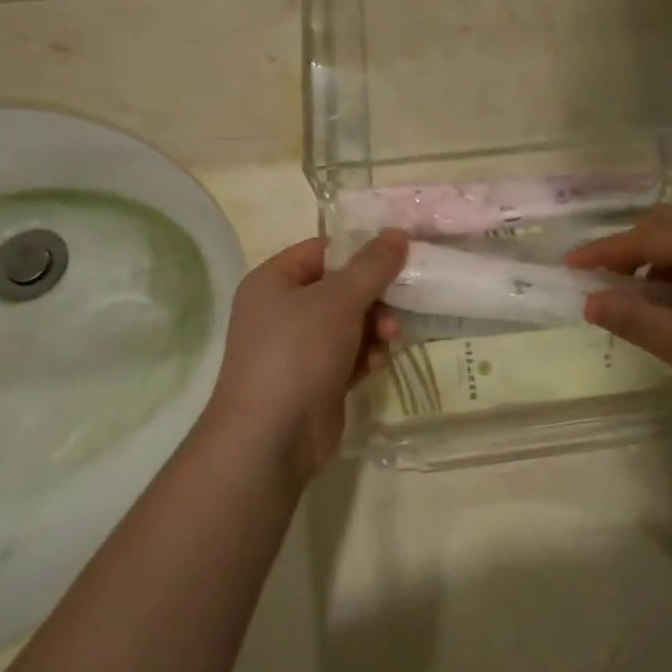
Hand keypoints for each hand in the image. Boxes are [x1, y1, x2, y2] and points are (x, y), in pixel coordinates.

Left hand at [202, 231, 406, 480]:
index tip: (399, 256)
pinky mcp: (314, 380)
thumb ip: (372, 265)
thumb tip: (397, 233)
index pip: (324, 251)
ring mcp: (297, 348)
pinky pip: (348, 355)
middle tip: (400, 304)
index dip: (361, 251)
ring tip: (390, 338)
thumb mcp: (339, 300)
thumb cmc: (298, 353)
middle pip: (341, 288)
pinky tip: (375, 366)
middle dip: (374, 297)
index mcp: (274, 281)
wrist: (270, 438)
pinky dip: (364, 356)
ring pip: (349, 323)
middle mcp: (281, 310)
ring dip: (374, 328)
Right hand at [567, 207, 671, 430]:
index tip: (570, 264)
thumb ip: (634, 318)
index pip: (652, 236)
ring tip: (633, 298)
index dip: (607, 250)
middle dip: (630, 250)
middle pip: (671, 227)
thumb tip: (590, 301)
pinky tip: (671, 306)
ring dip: (655, 263)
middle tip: (598, 278)